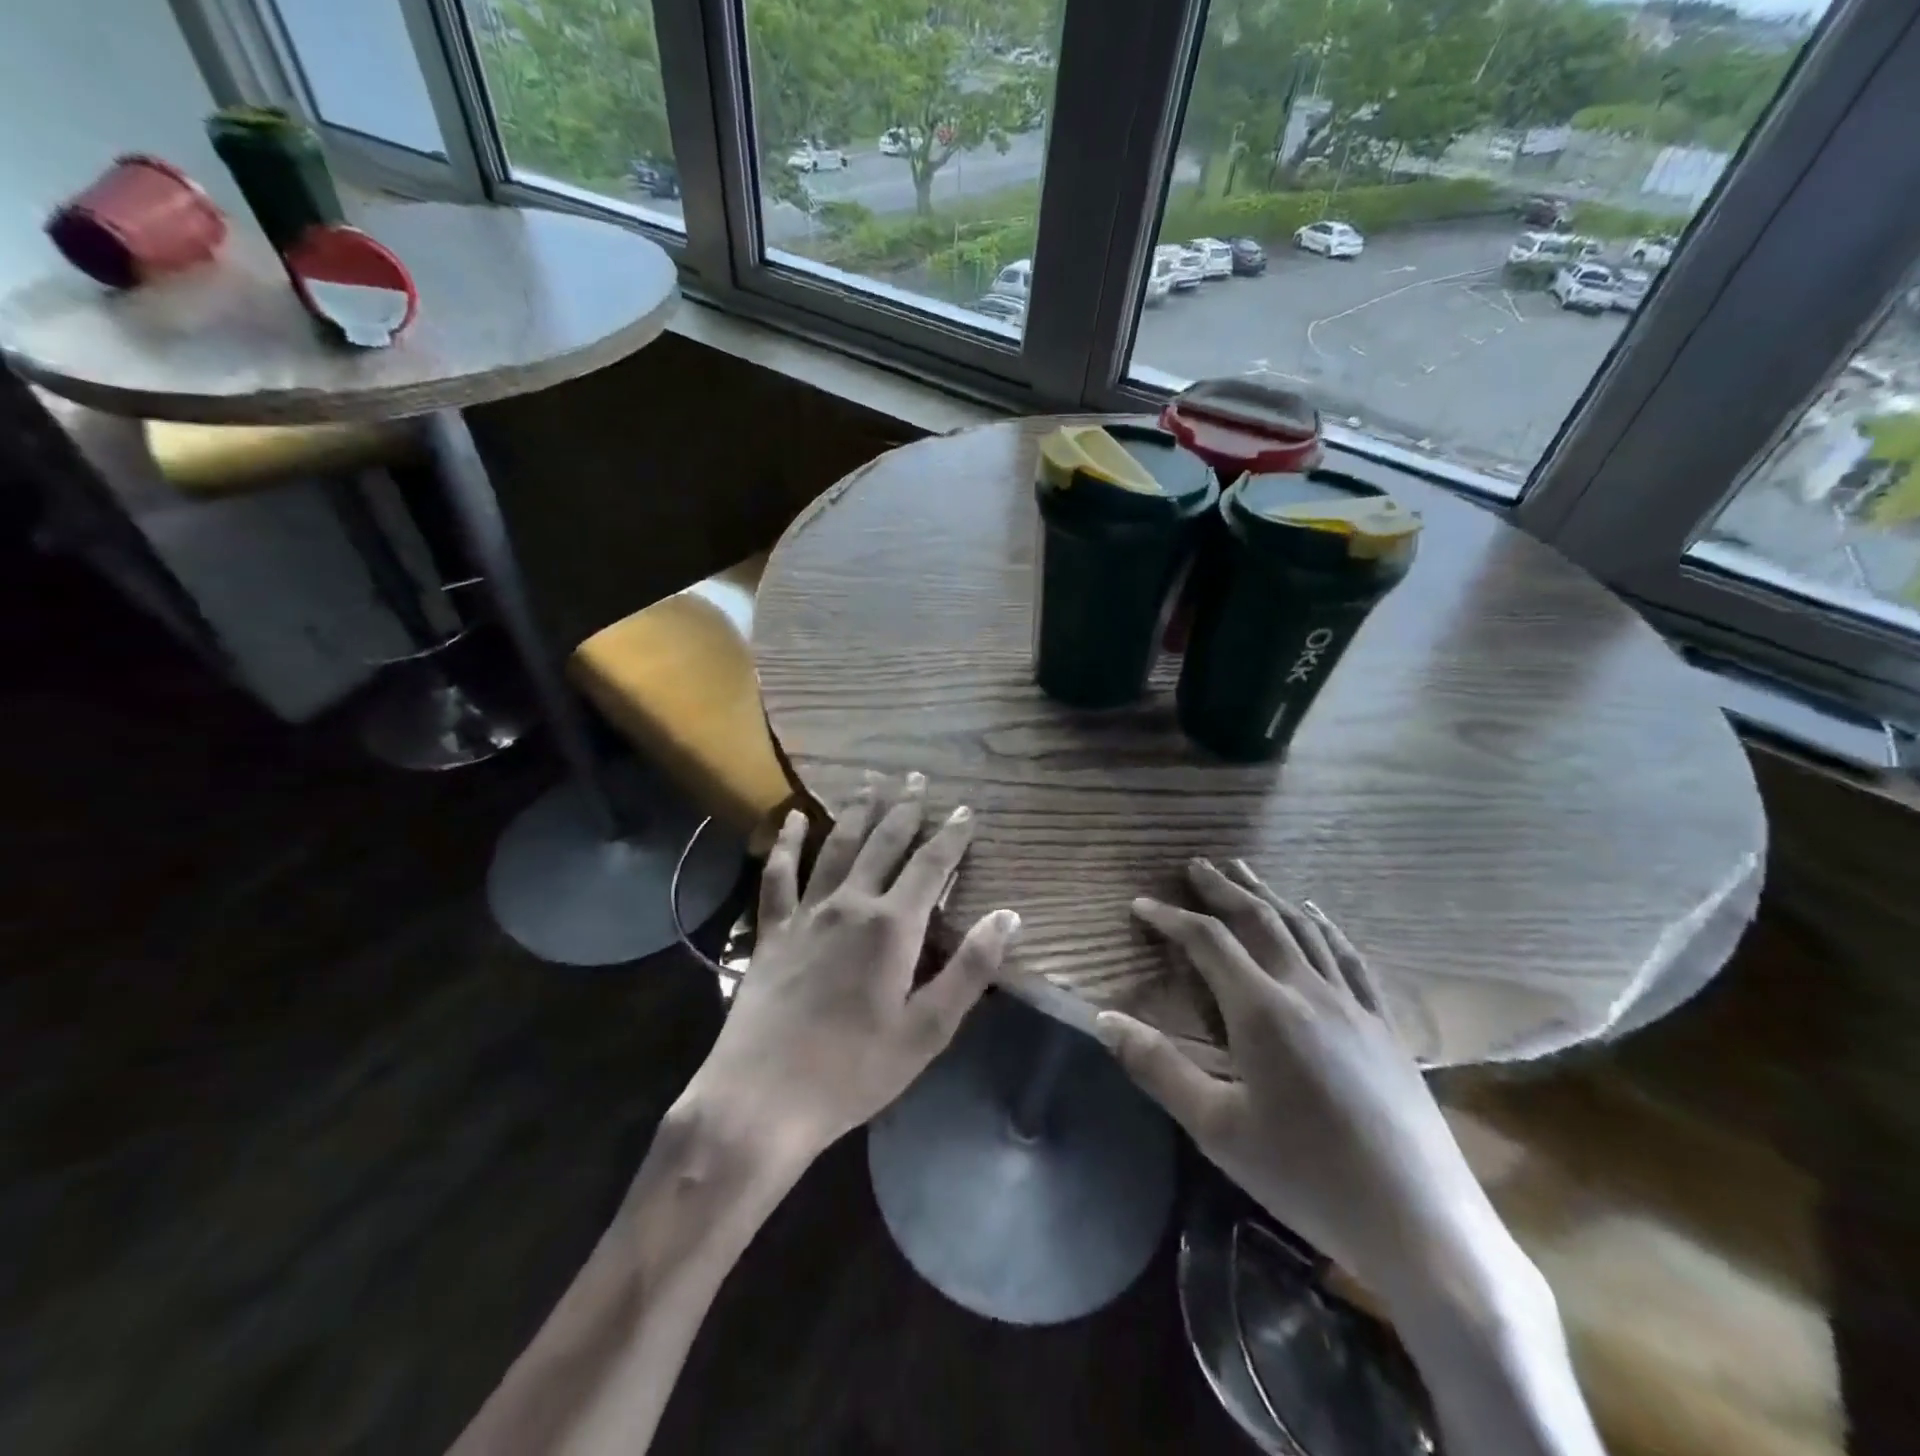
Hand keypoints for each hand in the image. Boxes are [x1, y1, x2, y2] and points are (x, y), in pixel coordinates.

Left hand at [681, 774, 1020, 1169]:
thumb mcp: (927, 1031)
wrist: (762, 1099)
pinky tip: (794, 819)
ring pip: (838, 846)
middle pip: (884, 843)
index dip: (952, 836)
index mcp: (893, 927)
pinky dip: (786, 842)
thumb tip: (1008, 916)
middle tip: (918, 777)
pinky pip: (779, 874)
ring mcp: (807, 913)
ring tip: (871, 781)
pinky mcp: (772, 929)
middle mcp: (851, 904)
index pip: (931, 867)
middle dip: (906, 809)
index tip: (966, 810)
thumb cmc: (854, 1071)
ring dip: (858, 811)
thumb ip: (970, 970)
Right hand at [1094, 858, 1495, 1302]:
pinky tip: (1316, 914)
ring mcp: (1353, 1004)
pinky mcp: (1384, 1025)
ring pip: (1304, 929)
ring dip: (1269, 895)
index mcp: (1263, 1011)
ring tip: (1245, 872)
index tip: (1140, 903)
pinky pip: (1349, 958)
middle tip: (1196, 864)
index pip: (1208, 942)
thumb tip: (1104, 1018)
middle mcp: (1307, 991)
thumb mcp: (1217, 1129)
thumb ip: (1158, 1067)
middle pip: (1259, 920)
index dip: (1171, 917)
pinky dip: (1325, 926)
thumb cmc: (1307, 1177)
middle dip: (1223, 888)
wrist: (1421, 1225)